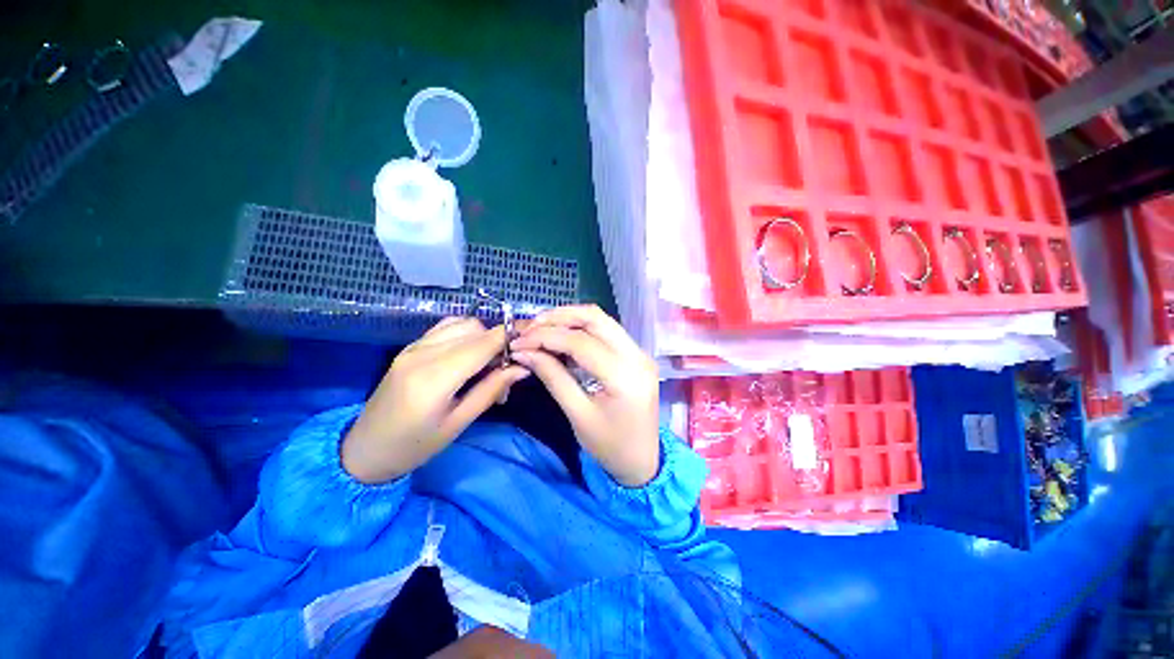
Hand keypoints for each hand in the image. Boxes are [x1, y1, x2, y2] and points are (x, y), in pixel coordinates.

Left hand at [341, 317, 529, 482]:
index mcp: (435, 377)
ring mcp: (413, 346)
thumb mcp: (459, 423)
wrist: (365, 449)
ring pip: (461, 323)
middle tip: (504, 369)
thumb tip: (522, 368)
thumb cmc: (415, 446)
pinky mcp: (410, 346)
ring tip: (486, 363)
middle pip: (474, 328)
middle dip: (497, 341)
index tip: (529, 345)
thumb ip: (491, 390)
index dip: (510, 338)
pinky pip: (446, 327)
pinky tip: (467, 355)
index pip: (483, 343)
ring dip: (482, 336)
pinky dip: (465, 334)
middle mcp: (423, 353)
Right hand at [510, 305, 659, 486]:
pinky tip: (562, 338)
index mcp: (625, 376)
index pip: (581, 342)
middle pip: (595, 318)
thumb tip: (524, 351)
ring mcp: (640, 353)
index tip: (518, 342)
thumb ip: (552, 377)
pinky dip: (582, 330)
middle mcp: (637, 355)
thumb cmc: (610, 446)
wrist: (643, 461)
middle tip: (531, 327)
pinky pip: (607, 331)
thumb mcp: (578, 414)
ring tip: (542, 329)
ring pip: (602, 320)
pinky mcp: (636, 355)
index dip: (546, 337)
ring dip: (570, 319)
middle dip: (559, 317)